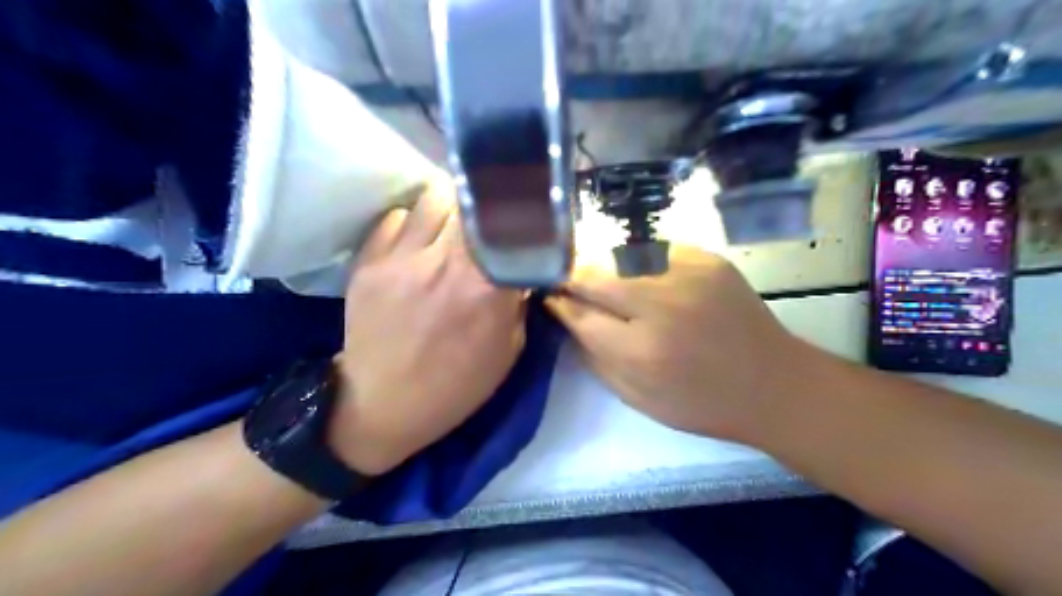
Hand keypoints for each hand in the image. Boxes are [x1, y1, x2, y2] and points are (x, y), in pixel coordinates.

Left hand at [324, 191, 520, 473]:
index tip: (523, 214)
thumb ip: (518, 300)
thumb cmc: (456, 384)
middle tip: (485, 222)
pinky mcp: (367, 262)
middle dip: (484, 206)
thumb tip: (520, 262)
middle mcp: (444, 262)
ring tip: (450, 228)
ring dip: (449, 208)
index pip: (510, 221)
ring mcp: (400, 259)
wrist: (384, 406)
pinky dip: (412, 223)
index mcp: (486, 286)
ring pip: (433, 198)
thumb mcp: (509, 350)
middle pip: (470, 197)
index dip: (519, 211)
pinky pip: (396, 217)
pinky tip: (416, 244)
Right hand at [547, 245, 814, 445]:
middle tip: (567, 281)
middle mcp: (662, 304)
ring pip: (620, 256)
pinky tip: (640, 276)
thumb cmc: (699, 402)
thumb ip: (593, 354)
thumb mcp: (635, 397)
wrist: (773, 383)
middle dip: (573, 276)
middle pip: (594, 274)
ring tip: (602, 279)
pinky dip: (637, 262)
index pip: (579, 312)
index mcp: (641, 351)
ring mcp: (688, 275)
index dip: (559, 301)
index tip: (548, 295)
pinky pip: (653, 251)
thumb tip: (565, 314)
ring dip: (603, 267)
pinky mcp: (708, 259)